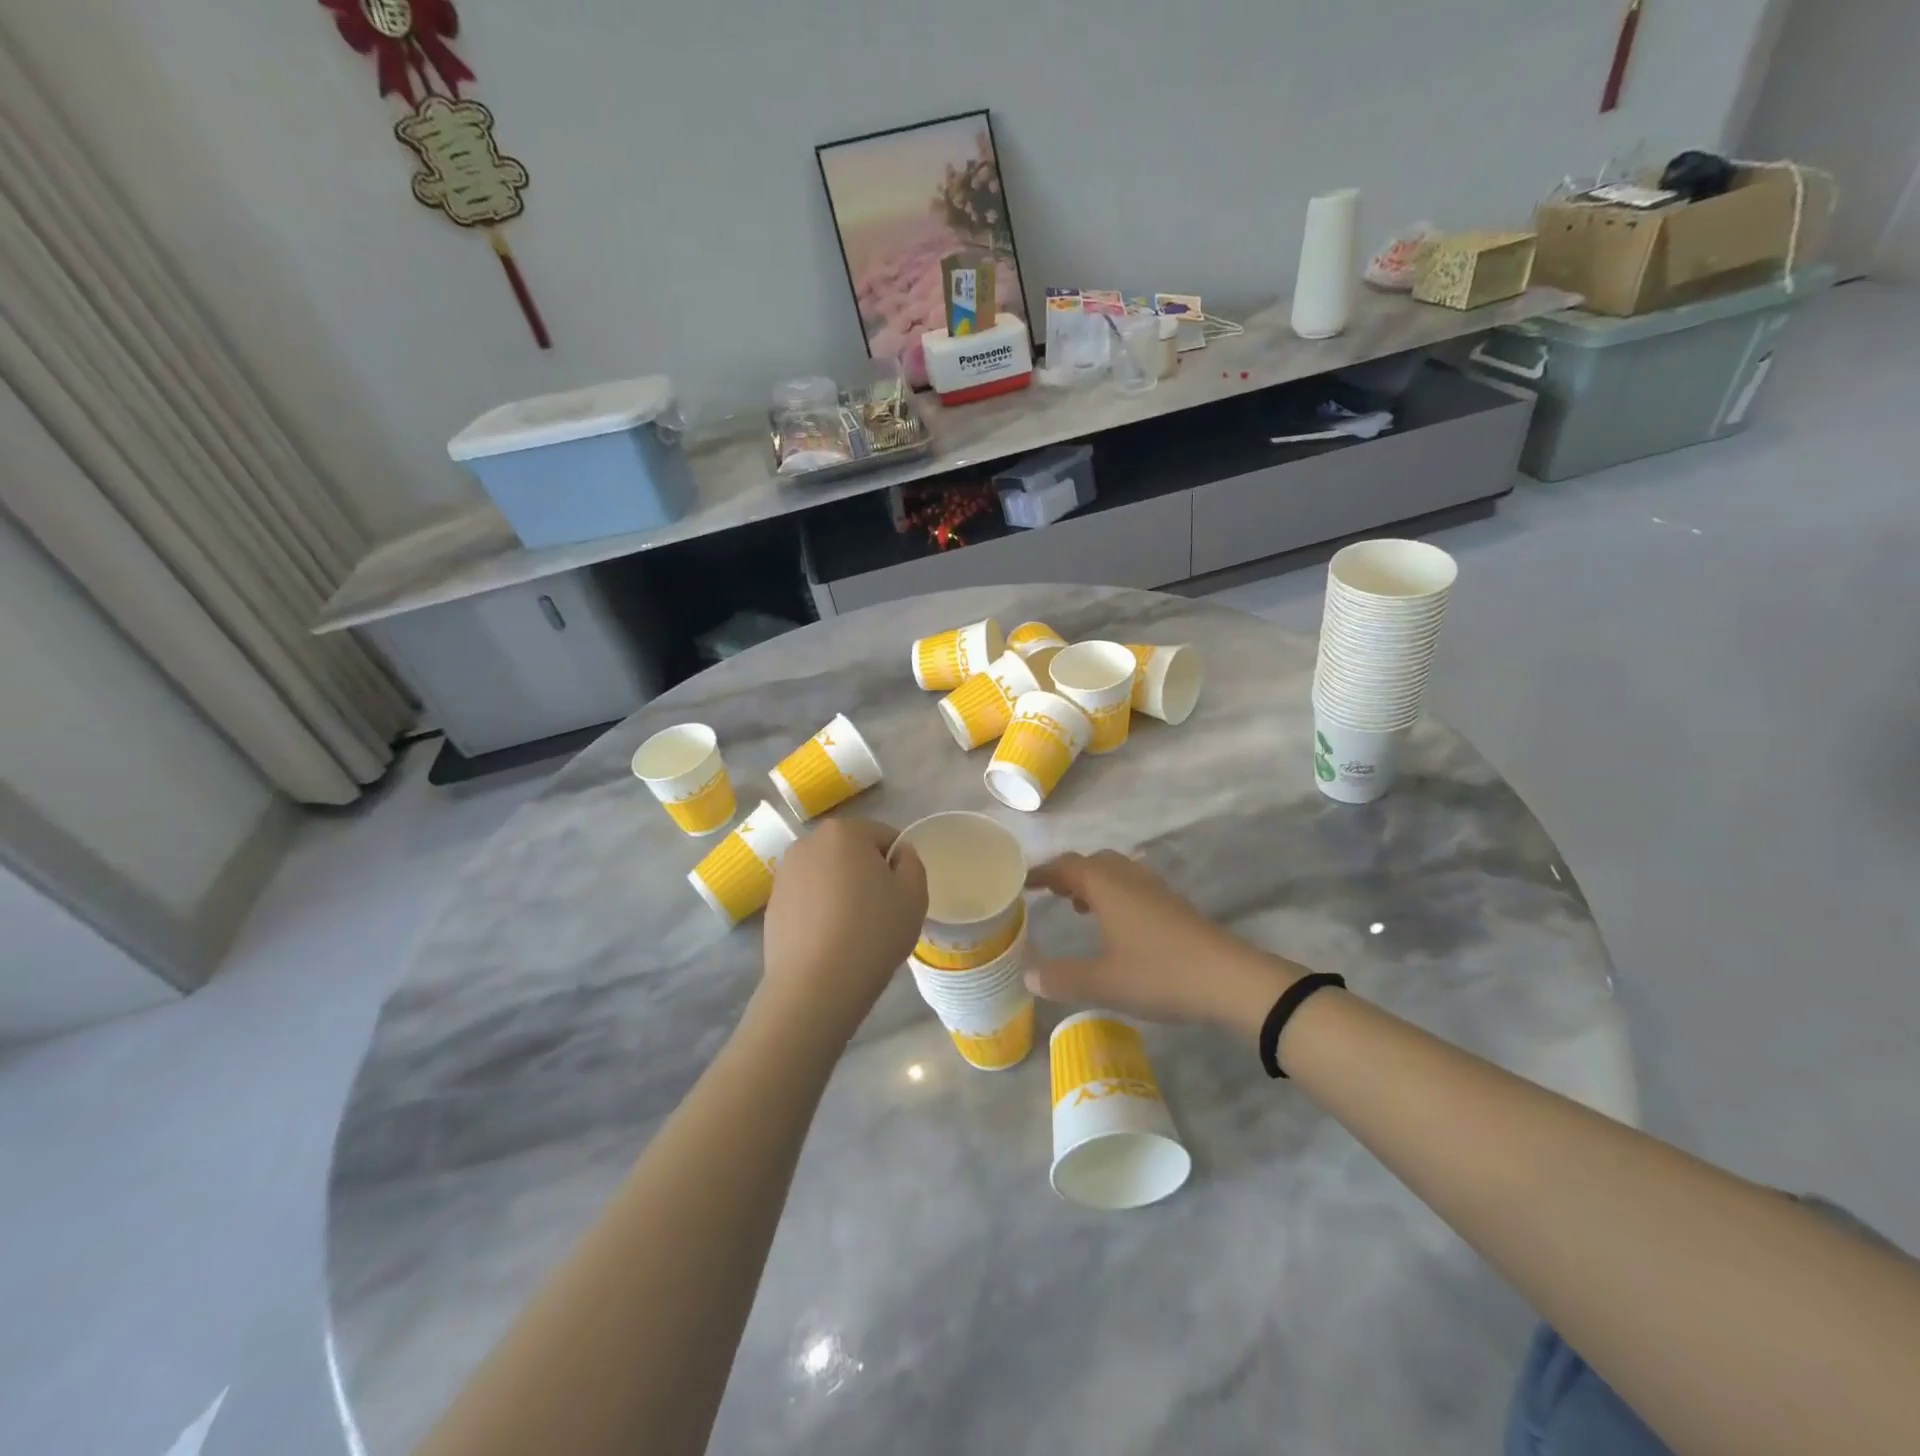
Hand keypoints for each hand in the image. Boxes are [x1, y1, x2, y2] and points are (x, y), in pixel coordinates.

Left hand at [760, 819, 926, 1039]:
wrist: (815, 986)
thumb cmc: (872, 932)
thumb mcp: (914, 895)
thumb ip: (912, 863)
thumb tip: (899, 854)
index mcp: (844, 832)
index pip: (884, 836)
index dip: (899, 863)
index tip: (902, 894)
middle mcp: (808, 843)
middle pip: (851, 851)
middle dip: (867, 873)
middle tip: (881, 911)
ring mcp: (784, 874)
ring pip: (827, 875)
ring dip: (842, 891)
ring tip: (853, 930)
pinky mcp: (772, 905)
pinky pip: (807, 899)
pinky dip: (821, 911)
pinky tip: (830, 941)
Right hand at [1024, 851, 1300, 1036]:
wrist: (1231, 980)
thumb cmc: (1161, 974)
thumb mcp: (1104, 982)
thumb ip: (1062, 978)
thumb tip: (1027, 974)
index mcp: (1107, 886)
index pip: (1065, 866)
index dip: (1041, 872)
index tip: (1020, 882)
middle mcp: (1129, 878)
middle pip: (1091, 862)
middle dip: (1067, 874)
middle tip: (1047, 894)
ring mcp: (1155, 890)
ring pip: (1115, 872)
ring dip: (1093, 883)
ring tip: (1077, 907)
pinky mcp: (1174, 906)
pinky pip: (1133, 886)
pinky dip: (1114, 895)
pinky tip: (1116, 924)